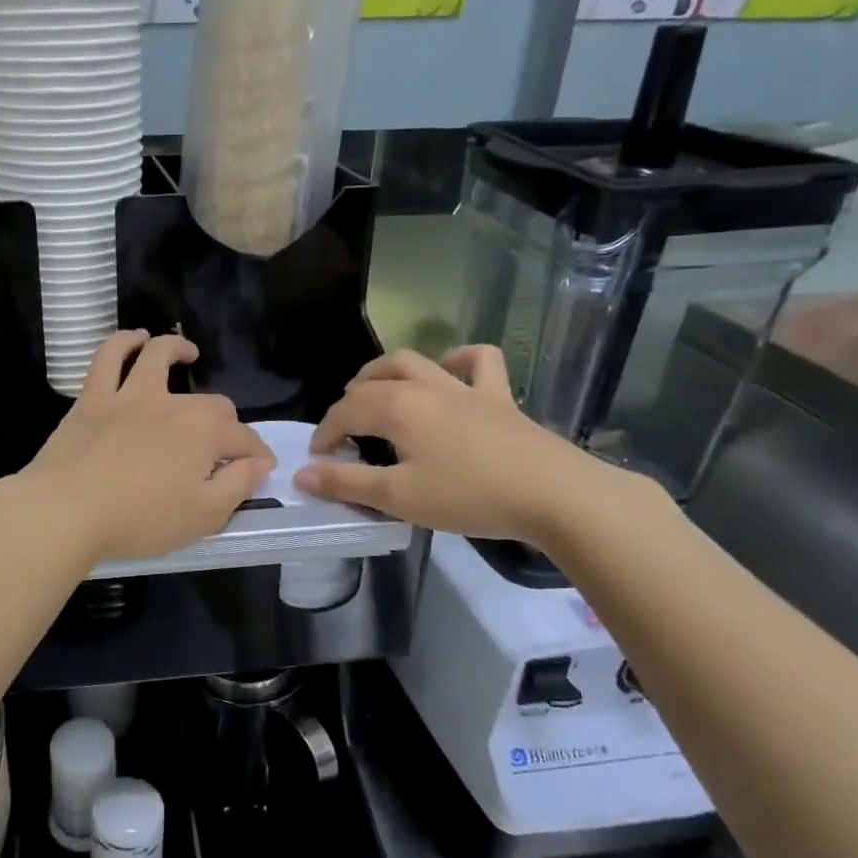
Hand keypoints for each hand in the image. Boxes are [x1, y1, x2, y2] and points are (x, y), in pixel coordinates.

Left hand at [4, 332, 274, 565]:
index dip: (256, 454)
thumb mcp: (204, 517)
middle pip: (212, 404)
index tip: (260, 469)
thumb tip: (257, 464)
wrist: (67, 511)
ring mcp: (130, 395)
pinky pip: (108, 357)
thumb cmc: (139, 521)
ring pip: (158, 356)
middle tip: (221, 446)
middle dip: (226, 422)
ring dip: (176, 349)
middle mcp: (173, 404)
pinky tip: (134, 339)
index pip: (244, 439)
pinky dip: (123, 342)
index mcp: (204, 433)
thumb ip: (237, 486)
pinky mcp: (93, 397)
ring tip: (187, 352)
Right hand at [292, 346, 622, 543]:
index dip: (326, 433)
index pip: (346, 411)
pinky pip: (480, 362)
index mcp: (398, 407)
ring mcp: (466, 388)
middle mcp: (426, 386)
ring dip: (387, 370)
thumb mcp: (400, 497)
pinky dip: (459, 360)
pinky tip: (451, 372)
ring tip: (377, 389)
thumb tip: (302, 474)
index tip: (318, 460)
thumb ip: (348, 483)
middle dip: (350, 399)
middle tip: (344, 427)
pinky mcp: (500, 398)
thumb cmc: (470, 496)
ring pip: (416, 361)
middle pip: (374, 379)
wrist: (555, 495)